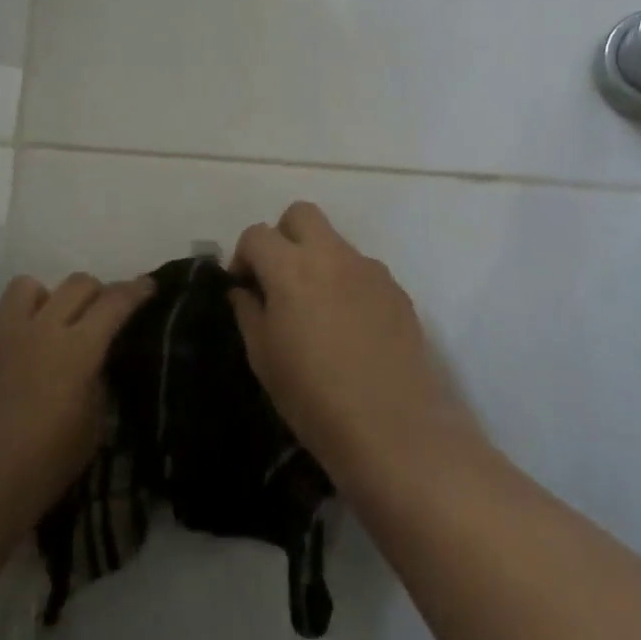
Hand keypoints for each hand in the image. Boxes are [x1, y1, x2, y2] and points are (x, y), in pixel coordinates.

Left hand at [0, 273, 151, 573]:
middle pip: (77, 283)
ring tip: (52, 327)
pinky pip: (1, 313)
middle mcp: (40, 329)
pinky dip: (19, 321)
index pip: (114, 302)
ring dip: (50, 298)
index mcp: (76, 350)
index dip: (136, 290)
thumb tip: (93, 365)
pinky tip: (19, 354)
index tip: (148, 286)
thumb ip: (96, 386)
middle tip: (103, 314)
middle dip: (98, 292)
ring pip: (31, 286)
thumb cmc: (37, 472)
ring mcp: (0, 334)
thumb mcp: (89, 432)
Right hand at [229, 202, 482, 491]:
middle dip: (283, 236)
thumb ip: (249, 312)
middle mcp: (332, 255)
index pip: (257, 234)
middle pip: (301, 214)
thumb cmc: (313, 396)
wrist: (392, 425)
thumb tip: (244, 289)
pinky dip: (347, 283)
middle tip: (279, 278)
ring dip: (318, 260)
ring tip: (317, 309)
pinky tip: (350, 327)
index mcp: (291, 268)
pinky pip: (362, 270)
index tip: (244, 287)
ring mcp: (369, 269)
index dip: (243, 256)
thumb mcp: (264, 357)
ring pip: (335, 241)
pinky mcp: (396, 289)